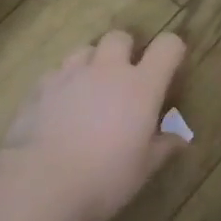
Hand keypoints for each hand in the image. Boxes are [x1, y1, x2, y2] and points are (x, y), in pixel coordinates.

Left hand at [0, 30, 188, 220]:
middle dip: (125, 50)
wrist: (40, 183)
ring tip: (90, 90)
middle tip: (125, 78)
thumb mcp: (142, 169)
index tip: (170, 67)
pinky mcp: (40, 86)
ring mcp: (70, 74)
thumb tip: (180, 139)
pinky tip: (59, 108)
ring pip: (85, 50)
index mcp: (141, 86)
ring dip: (92, 63)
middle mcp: (107, 70)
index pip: (167, 46)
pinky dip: (63, 84)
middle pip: (120, 37)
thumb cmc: (103, 178)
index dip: (172, 50)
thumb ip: (162, 147)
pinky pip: (57, 73)